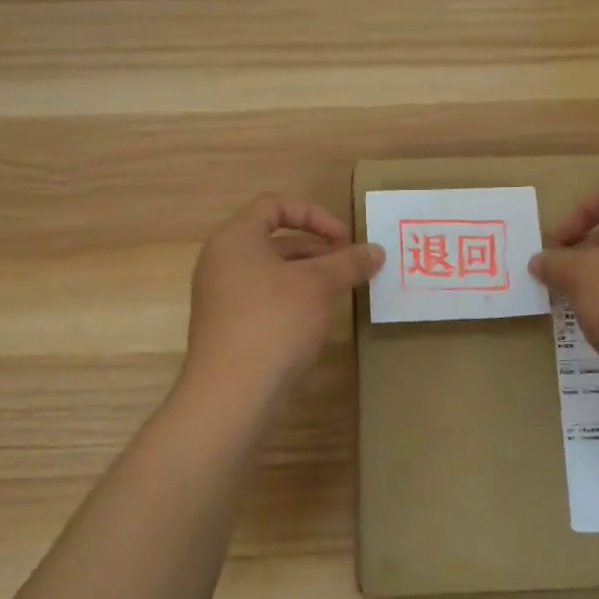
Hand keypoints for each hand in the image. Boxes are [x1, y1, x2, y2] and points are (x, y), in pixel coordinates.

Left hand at [183, 196, 383, 402]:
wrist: (231, 393)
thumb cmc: (274, 322)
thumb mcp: (318, 286)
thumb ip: (348, 262)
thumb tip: (377, 250)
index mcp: (235, 238)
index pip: (275, 205)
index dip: (315, 215)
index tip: (345, 239)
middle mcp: (222, 261)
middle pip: (274, 239)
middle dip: (318, 248)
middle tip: (351, 265)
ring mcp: (222, 295)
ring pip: (272, 271)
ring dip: (309, 275)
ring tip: (342, 291)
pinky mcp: (228, 326)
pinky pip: (265, 298)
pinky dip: (293, 298)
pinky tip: (318, 318)